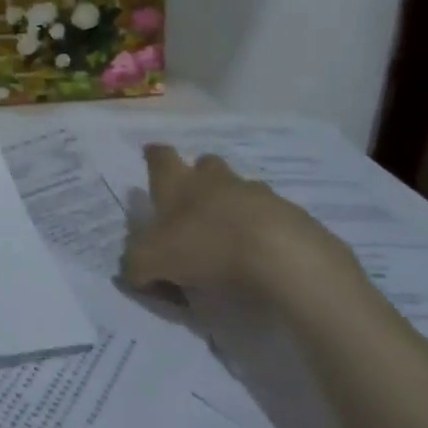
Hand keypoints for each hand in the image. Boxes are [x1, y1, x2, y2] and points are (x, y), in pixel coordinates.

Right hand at [124, 145, 361, 299]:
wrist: (282, 257)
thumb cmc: (205, 246)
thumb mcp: (152, 261)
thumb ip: (135, 264)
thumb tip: (134, 271)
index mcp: (179, 182)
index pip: (161, 158)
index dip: (154, 156)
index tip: (151, 155)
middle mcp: (216, 180)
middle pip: (206, 164)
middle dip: (199, 175)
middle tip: (193, 201)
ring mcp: (258, 195)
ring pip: (241, 189)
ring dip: (233, 203)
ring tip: (229, 234)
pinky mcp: (292, 217)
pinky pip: (271, 217)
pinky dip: (263, 229)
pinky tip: (260, 254)